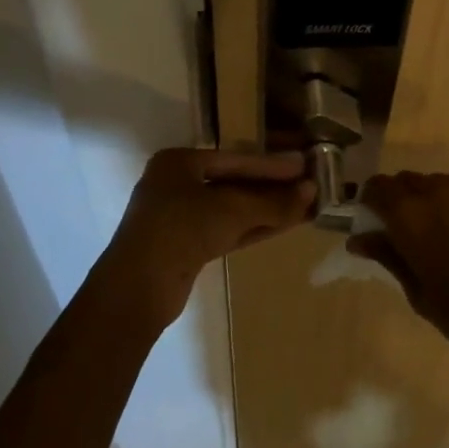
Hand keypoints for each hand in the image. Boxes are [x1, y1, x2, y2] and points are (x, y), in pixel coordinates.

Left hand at [100, 148, 313, 327]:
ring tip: (306, 206)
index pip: (235, 159)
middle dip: (272, 188)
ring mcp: (181, 218)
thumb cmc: (181, 230)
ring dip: (268, 210)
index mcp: (179, 162)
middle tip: (309, 186)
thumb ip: (272, 202)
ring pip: (233, 210)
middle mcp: (178, 185)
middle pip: (235, 183)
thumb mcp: (231, 210)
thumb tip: (311, 192)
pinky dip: (255, 227)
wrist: (137, 288)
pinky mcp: (188, 247)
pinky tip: (286, 225)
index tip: (304, 165)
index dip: (272, 165)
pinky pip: (228, 230)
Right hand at [347, 163, 448, 374]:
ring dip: (424, 196)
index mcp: (409, 218)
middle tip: (401, 233)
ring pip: (432, 180)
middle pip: (403, 181)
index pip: (375, 189)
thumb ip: (390, 259)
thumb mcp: (421, 296)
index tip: (371, 224)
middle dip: (395, 200)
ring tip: (436, 228)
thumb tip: (359, 239)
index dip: (368, 203)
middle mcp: (434, 193)